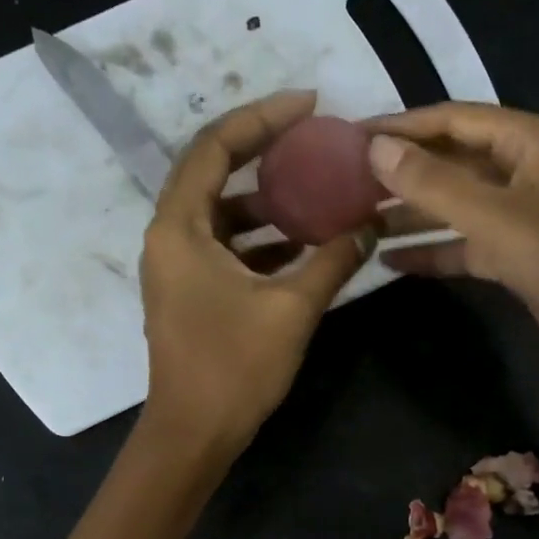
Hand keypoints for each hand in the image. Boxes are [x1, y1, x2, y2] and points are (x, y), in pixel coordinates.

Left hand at [139, 91, 369, 458]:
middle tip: (314, 141)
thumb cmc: (234, 368)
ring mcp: (176, 268)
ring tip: (317, 193)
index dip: (262, 117)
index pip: (215, 146)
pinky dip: (260, 240)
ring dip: (267, 202)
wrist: (193, 434)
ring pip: (222, 215)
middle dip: (265, 153)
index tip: (309, 104)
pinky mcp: (189, 294)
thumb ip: (332, 261)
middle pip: (214, 173)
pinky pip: (225, 248)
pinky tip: (302, 246)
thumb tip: (369, 226)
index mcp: (180, 227)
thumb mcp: (292, 309)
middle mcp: (169, 237)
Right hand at [366, 103, 538, 388]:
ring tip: (357, 221)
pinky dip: (434, 252)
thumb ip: (434, 184)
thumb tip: (375, 149)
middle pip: (453, 162)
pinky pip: (466, 245)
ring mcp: (522, 217)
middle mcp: (525, 171)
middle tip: (345, 183)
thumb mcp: (496, 218)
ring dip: (412, 215)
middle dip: (403, 173)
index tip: (352, 135)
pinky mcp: (517, 258)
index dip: (402, 126)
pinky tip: (391, 262)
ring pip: (456, 207)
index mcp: (530, 142)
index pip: (454, 120)